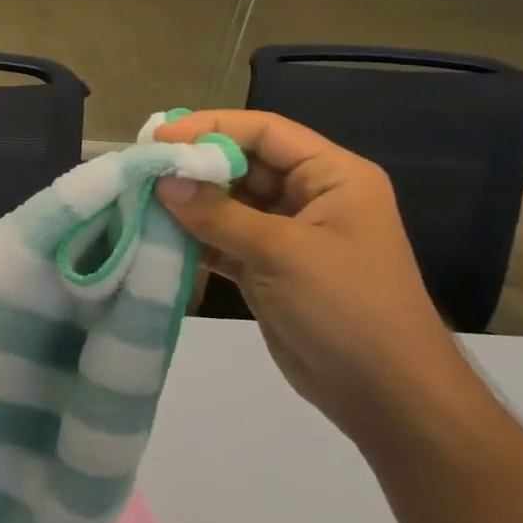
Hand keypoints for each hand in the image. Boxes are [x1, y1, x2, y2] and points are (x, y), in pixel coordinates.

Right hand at [153, 110, 476, 443]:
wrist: (385, 395)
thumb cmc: (347, 307)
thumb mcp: (282, 252)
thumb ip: (217, 214)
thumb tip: (162, 181)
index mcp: (332, 177)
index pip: (264, 132)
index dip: (210, 127)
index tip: (158, 136)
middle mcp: (308, 197)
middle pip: (241, 163)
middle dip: (192, 165)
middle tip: (140, 168)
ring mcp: (285, 234)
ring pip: (226, 202)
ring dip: (186, 202)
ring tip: (137, 198)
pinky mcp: (265, 267)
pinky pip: (220, 238)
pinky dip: (190, 236)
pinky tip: (154, 234)